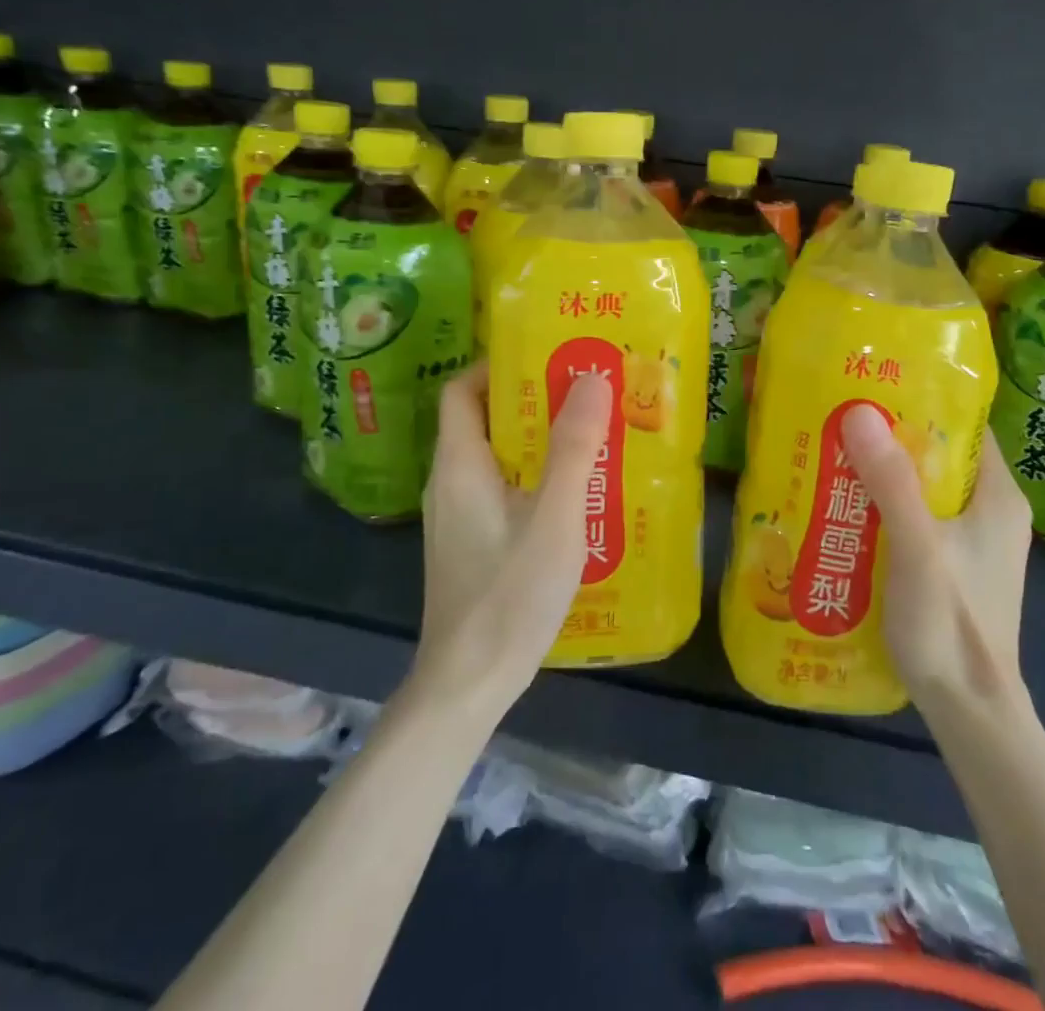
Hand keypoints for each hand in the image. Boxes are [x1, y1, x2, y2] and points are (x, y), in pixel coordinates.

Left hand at [414, 362, 613, 713]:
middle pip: (485, 420)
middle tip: (587, 393)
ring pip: (499, 458)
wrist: (469, 684)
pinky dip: (536, 477)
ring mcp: (460, 517)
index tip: (550, 359)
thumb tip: (592, 377)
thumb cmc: (509, 593)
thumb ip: (574, 448)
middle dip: (535, 402)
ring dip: (540, 441)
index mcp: (459, 465)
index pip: (463, 390)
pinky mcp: (473, 543)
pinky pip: (504, 490)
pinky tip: (578, 495)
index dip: (499, 367)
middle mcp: (451, 483)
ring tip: (593, 435)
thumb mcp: (554, 517)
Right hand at [841, 405, 1032, 709]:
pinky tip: (847, 509)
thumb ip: (891, 482)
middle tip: (841, 420)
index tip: (874, 386)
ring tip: (835, 456)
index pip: (965, 426)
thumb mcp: (918, 547)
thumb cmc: (951, 623)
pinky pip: (917, 520)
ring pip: (925, 489)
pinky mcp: (954, 567)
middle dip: (892, 439)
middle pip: (940, 456)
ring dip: (884, 475)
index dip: (923, 401)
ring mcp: (973, 542)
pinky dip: (886, 509)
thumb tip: (860, 411)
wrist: (970, 711)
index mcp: (998, 496)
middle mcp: (991, 512)